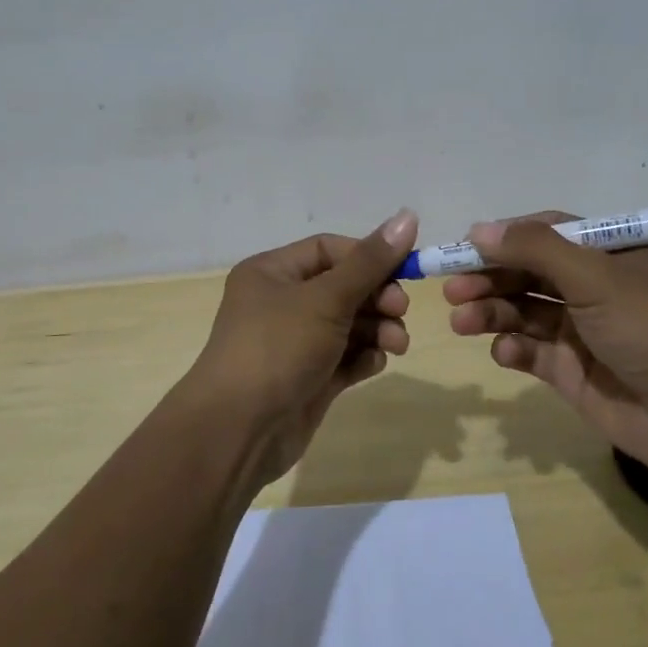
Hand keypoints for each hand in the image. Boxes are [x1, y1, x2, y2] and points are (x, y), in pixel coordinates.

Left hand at [181, 209, 419, 484]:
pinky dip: (363, 357)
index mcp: (272, 272)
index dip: (368, 256)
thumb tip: (408, 216)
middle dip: (377, 297)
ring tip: (396, 344)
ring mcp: (295, 343)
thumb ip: (370, 262)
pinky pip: (345, 357)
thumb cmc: (278, 348)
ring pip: (348, 324)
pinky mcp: (309, 378)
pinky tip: (373, 364)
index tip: (405, 269)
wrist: (239, 430)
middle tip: (400, 310)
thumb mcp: (326, 299)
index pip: (329, 249)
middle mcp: (281, 303)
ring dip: (378, 329)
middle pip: (343, 287)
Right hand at [444, 211, 647, 475]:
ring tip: (462, 322)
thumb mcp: (594, 276)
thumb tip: (478, 229)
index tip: (464, 248)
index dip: (504, 238)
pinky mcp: (571, 370)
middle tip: (452, 291)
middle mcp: (593, 287)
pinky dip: (512, 349)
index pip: (545, 233)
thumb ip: (533, 249)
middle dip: (489, 278)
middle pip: (527, 273)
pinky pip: (530, 351)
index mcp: (608, 254)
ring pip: (522, 311)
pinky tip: (504, 353)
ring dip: (491, 313)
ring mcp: (581, 330)